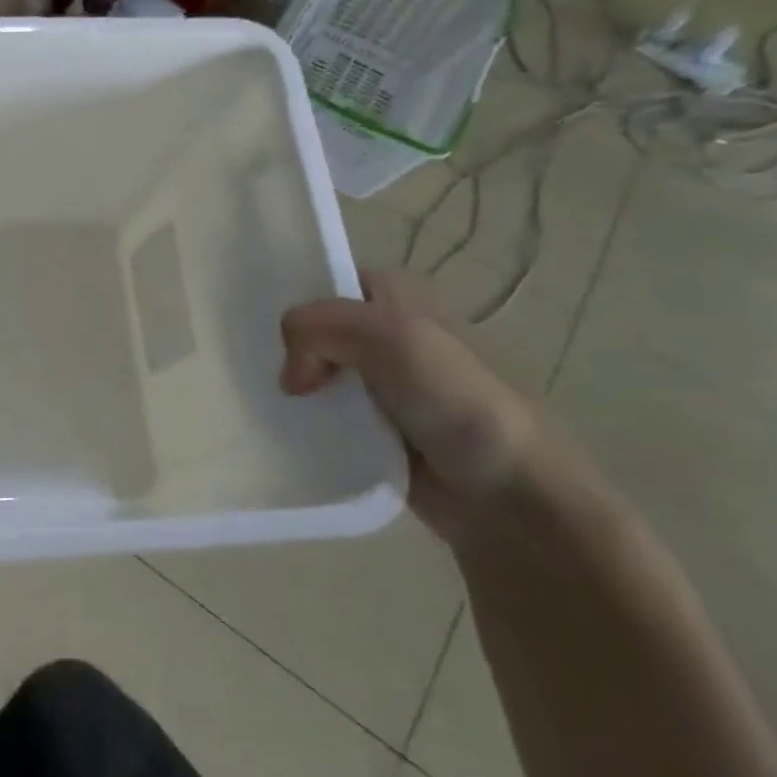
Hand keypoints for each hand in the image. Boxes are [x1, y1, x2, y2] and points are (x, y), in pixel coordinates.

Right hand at [280, 270, 544, 541]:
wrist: (509, 495)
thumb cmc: (458, 401)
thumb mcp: (391, 337)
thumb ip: (319, 328)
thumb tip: (290, 376)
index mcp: (400, 296)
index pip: (327, 282)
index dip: (298, 302)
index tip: (270, 335)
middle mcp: (388, 334)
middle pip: (314, 329)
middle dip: (285, 348)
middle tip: (267, 375)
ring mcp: (380, 385)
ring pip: (314, 372)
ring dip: (292, 389)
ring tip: (266, 404)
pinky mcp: (372, 429)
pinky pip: (322, 415)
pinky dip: (303, 421)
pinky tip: (287, 430)